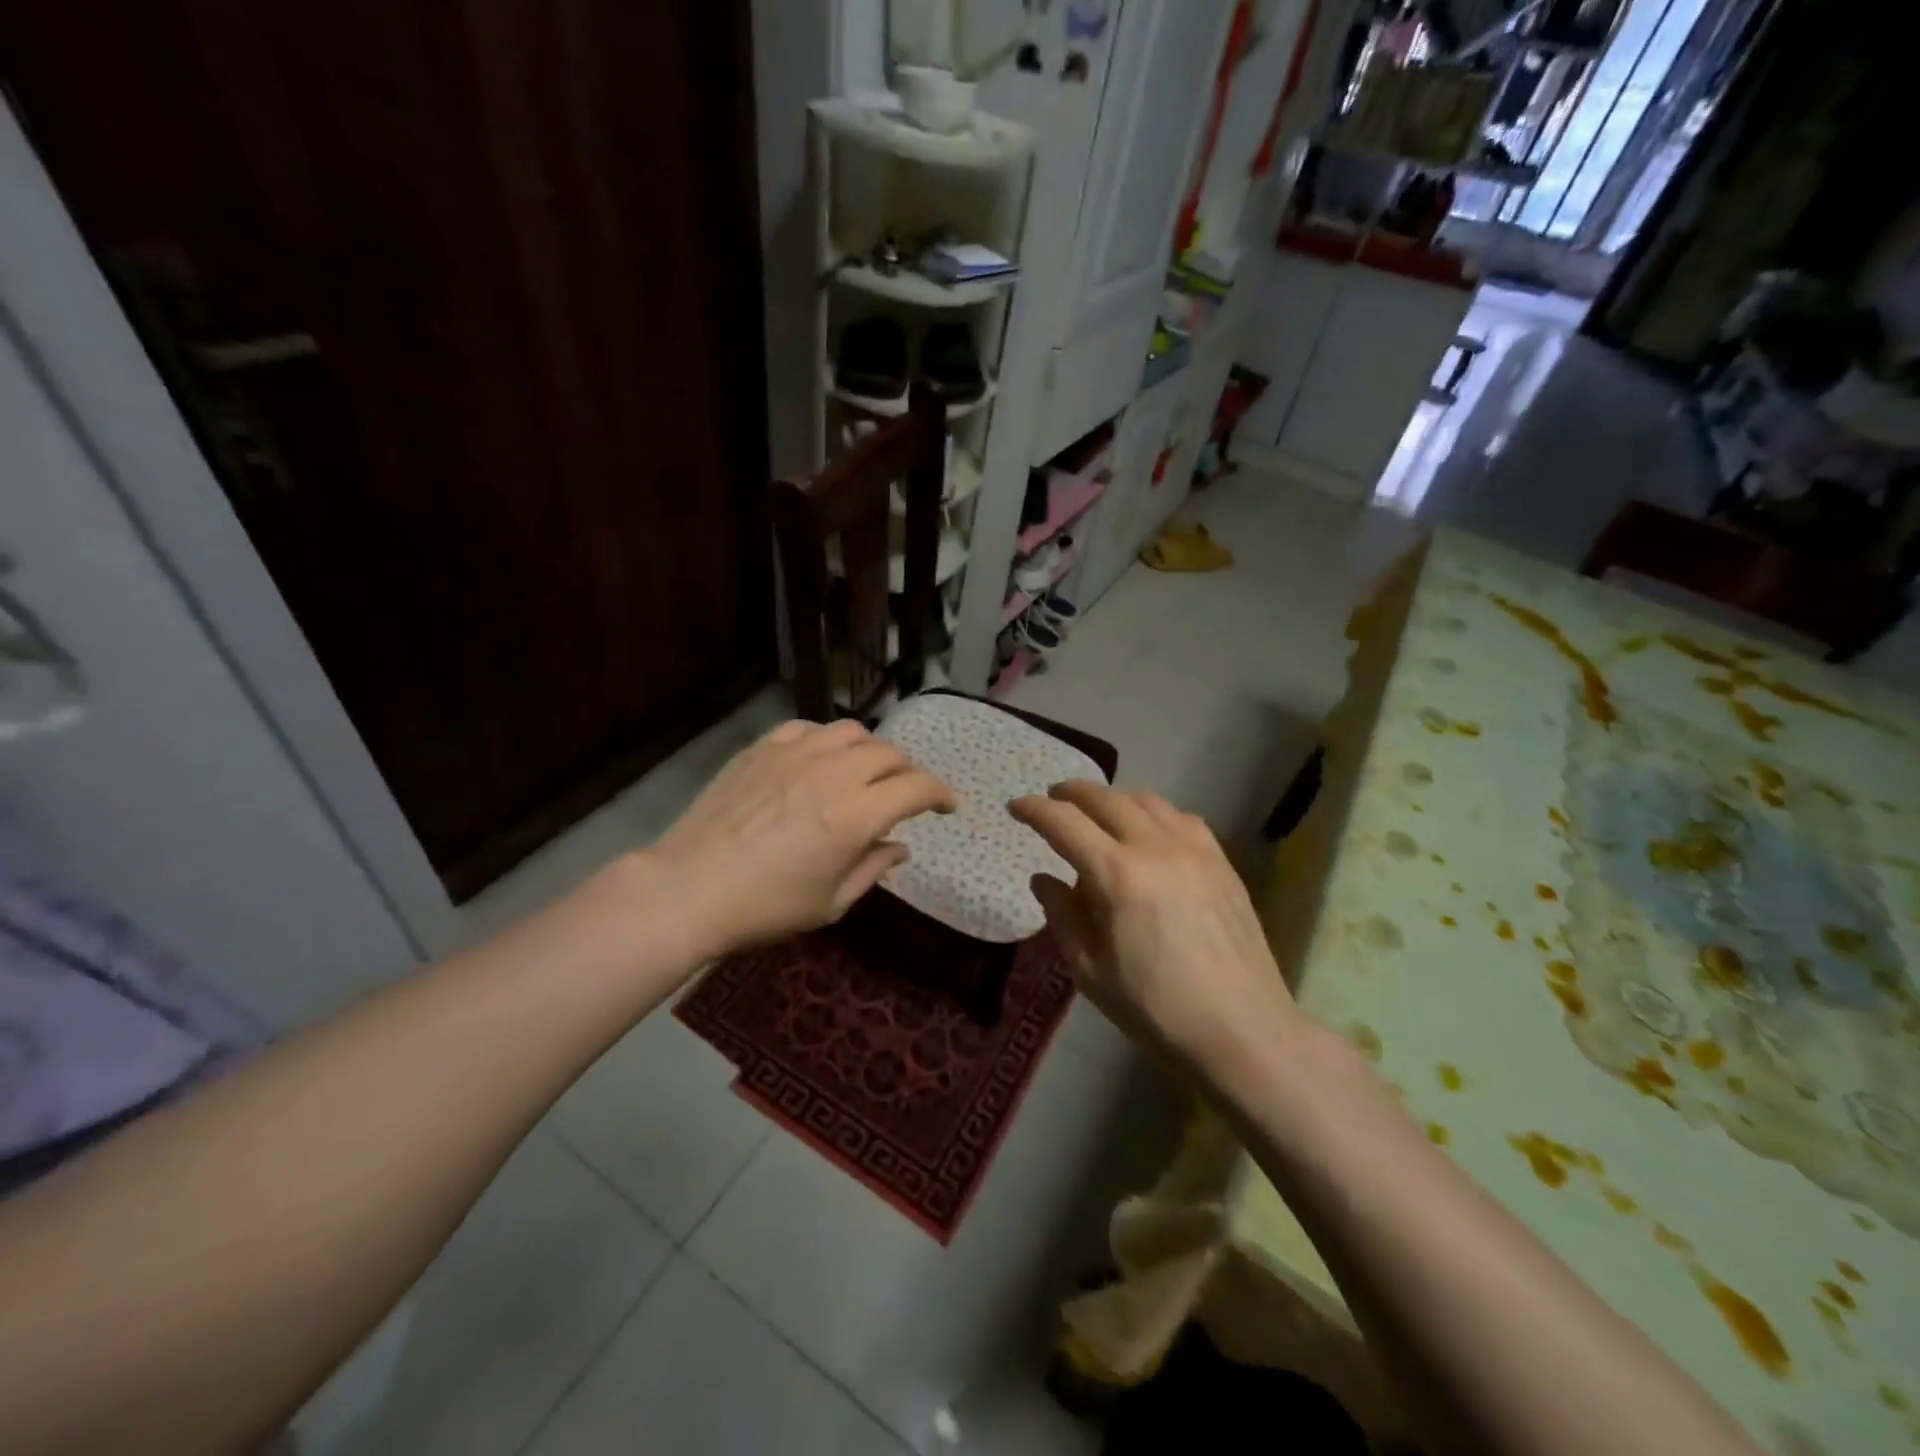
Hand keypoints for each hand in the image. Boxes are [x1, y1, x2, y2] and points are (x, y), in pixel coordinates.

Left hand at [652, 718, 955, 957]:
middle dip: (907, 773)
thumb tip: (900, 847)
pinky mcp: (763, 748)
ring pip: (852, 732)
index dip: (940, 794)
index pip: (917, 787)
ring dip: (869, 751)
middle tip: (903, 796)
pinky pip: (809, 728)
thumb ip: (873, 868)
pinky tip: (818, 761)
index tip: (946, 807)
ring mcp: (796, 753)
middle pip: (890, 754)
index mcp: (857, 815)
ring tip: (863, 773)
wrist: (689, 888)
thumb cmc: (766, 907)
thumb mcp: (831, 902)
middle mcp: (834, 773)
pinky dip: (826, 741)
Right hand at [1010, 781, 1299, 1071]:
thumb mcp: (1091, 971)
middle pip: (1105, 799)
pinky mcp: (1221, 861)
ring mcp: (1194, 849)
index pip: (1063, 823)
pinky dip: (1154, 813)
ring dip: (1113, 798)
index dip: (1034, 810)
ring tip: (1098, 811)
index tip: (1015, 807)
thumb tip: (1043, 878)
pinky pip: (1181, 818)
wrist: (1242, 1029)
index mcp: (1116, 875)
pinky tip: (1151, 832)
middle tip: (1053, 799)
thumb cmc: (1156, 1008)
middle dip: (1071, 793)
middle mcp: (1155, 847)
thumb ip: (1063, 916)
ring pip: (1146, 800)